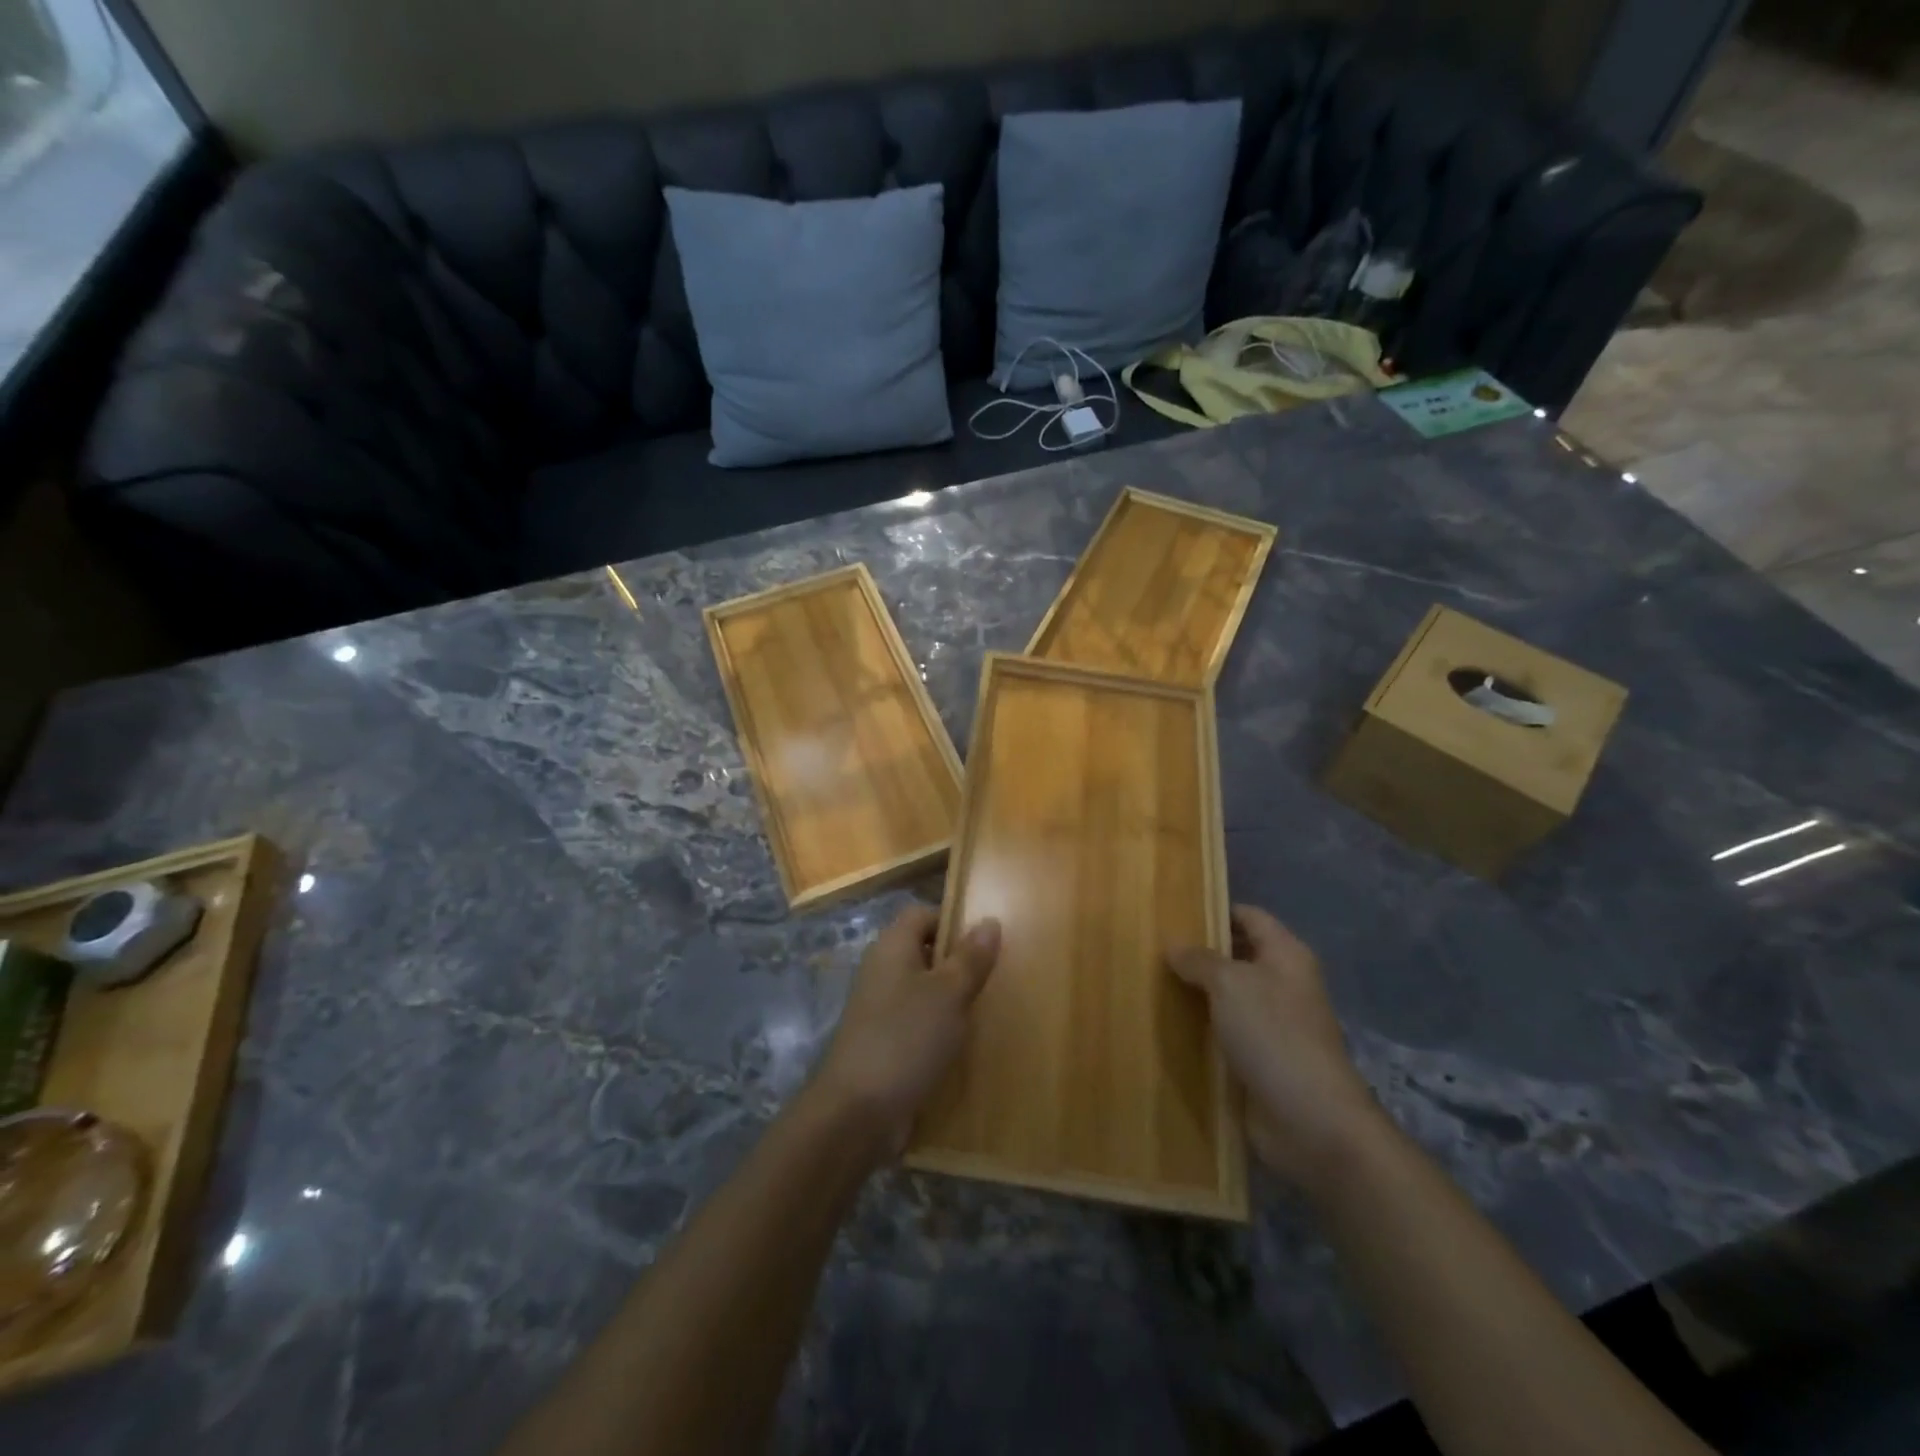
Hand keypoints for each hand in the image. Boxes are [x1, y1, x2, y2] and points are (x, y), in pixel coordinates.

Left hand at [809, 904, 1001, 1160]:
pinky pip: (916, 1023)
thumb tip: (989, 921)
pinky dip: (938, 1029)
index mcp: (892, 947)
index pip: (922, 914)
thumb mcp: (949, 994)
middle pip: (923, 952)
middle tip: (996, 976)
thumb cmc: (906, 1038)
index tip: (986, 941)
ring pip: (922, 990)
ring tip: (988, 1010)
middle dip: (958, 962)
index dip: (953, 921)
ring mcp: (879, 1009)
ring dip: (951, 999)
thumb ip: (970, 958)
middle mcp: (882, 971)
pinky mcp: (882, 1043)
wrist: (857, 1112)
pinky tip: (964, 1044)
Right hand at [1169, 905, 1383, 1188]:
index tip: (1172, 909)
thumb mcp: (1230, 984)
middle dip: (1197, 953)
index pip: (1248, 916)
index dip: (1214, 909)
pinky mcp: (1258, 1061)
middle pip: (1235, 957)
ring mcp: (1271, 1025)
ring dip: (1193, 993)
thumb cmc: (1274, 1036)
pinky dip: (1198, 1029)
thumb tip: (1173, 945)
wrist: (1311, 1121)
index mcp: (1286, 956)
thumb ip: (1199, 959)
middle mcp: (1281, 985)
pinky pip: (1222, 1034)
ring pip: (1225, 997)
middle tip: (1149, 947)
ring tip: (1147, 982)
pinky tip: (1163, 1025)